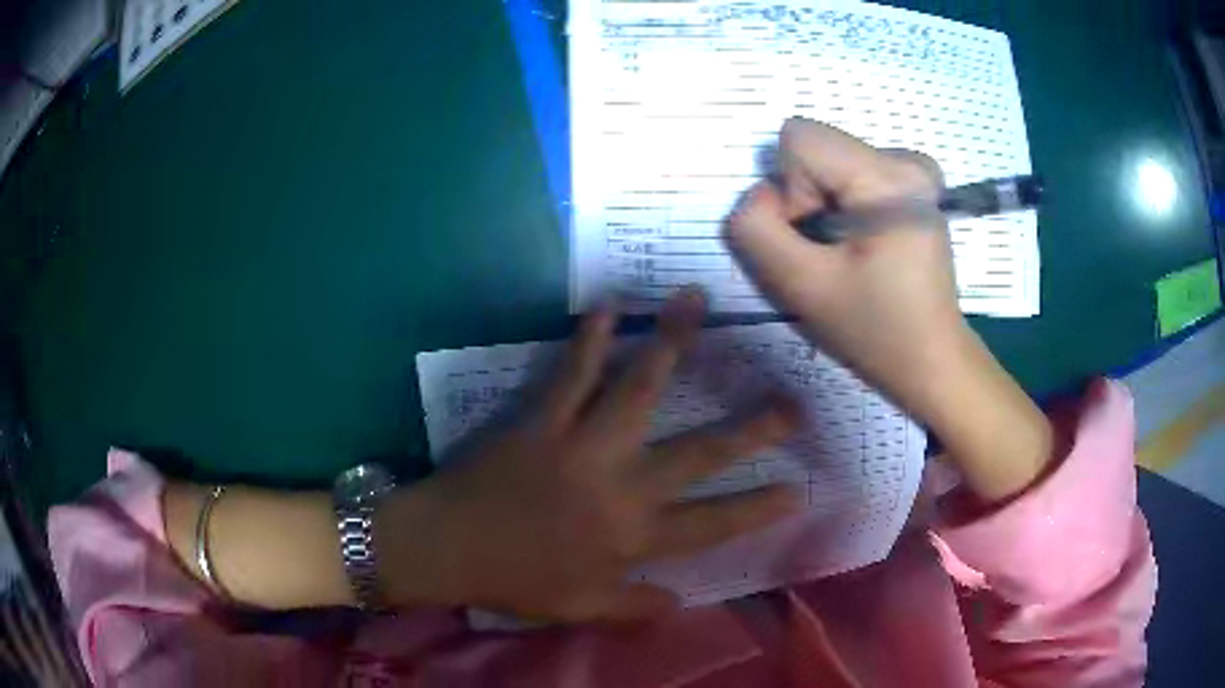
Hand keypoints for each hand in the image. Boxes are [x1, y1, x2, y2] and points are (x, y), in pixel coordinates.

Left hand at [376, 289, 801, 621]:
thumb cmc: (515, 581)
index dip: (759, 509)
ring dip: (673, 344)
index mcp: (633, 538)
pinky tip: (609, 306)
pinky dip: (590, 339)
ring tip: (697, 301)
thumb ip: (635, 607)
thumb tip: (681, 602)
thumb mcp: (580, 608)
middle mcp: (622, 486)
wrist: (447, 549)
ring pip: (641, 389)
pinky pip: (573, 373)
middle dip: (752, 429)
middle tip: (791, 402)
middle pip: (700, 453)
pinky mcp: (543, 420)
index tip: (798, 489)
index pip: (714, 525)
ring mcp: (583, 445)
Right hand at [727, 118, 963, 420]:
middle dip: (808, 199)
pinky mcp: (916, 183)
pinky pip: (851, 171)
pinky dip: (844, 204)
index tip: (818, 241)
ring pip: (830, 160)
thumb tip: (760, 194)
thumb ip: (757, 229)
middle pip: (817, 148)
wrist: (931, 360)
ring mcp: (917, 169)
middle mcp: (909, 159)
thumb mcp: (801, 287)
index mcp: (890, 177)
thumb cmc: (875, 332)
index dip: (791, 192)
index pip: (799, 140)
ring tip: (852, 252)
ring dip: (824, 204)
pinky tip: (866, 242)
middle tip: (835, 253)